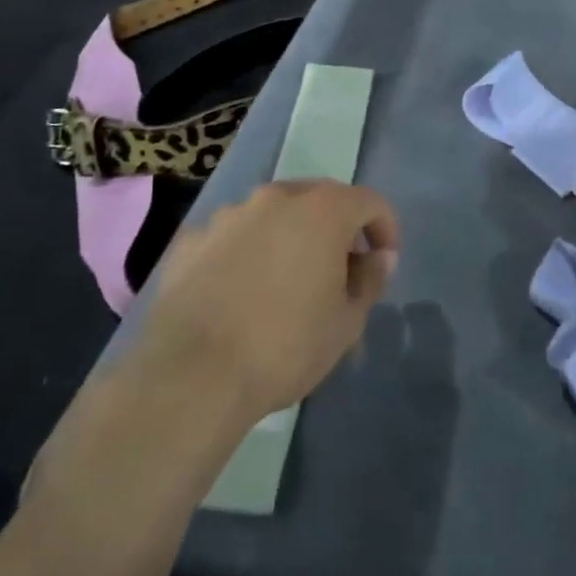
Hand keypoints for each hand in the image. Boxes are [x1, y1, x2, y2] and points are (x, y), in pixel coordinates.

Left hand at [135, 180, 401, 425]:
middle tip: (339, 268)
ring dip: (288, 236)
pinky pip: (231, 237)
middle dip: (336, 227)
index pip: (369, 201)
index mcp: (322, 210)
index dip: (384, 227)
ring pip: (272, 215)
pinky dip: (244, 253)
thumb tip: (379, 257)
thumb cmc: (285, 346)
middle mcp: (276, 198)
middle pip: (319, 198)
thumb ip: (370, 280)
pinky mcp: (190, 240)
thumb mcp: (347, 322)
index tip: (383, 261)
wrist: (191, 377)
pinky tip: (239, 291)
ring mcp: (228, 215)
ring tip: (285, 281)